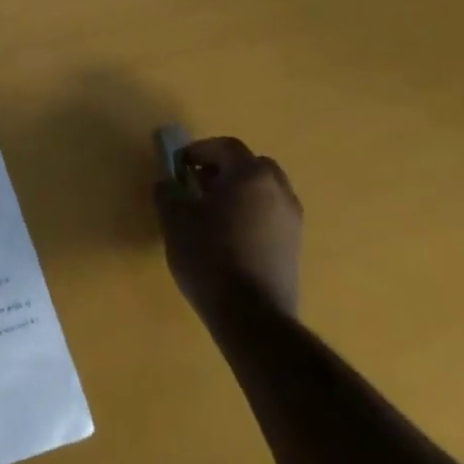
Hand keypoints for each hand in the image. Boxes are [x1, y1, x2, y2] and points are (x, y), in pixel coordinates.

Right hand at [154, 136, 302, 322]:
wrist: (252, 316)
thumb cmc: (209, 256)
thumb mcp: (174, 219)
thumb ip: (168, 192)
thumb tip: (169, 184)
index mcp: (250, 175)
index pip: (225, 147)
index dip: (199, 150)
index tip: (179, 166)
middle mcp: (278, 191)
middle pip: (251, 165)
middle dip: (224, 168)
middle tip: (199, 184)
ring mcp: (292, 220)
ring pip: (265, 190)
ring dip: (240, 191)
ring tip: (214, 212)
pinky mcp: (295, 247)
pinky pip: (271, 214)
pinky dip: (252, 213)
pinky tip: (231, 236)